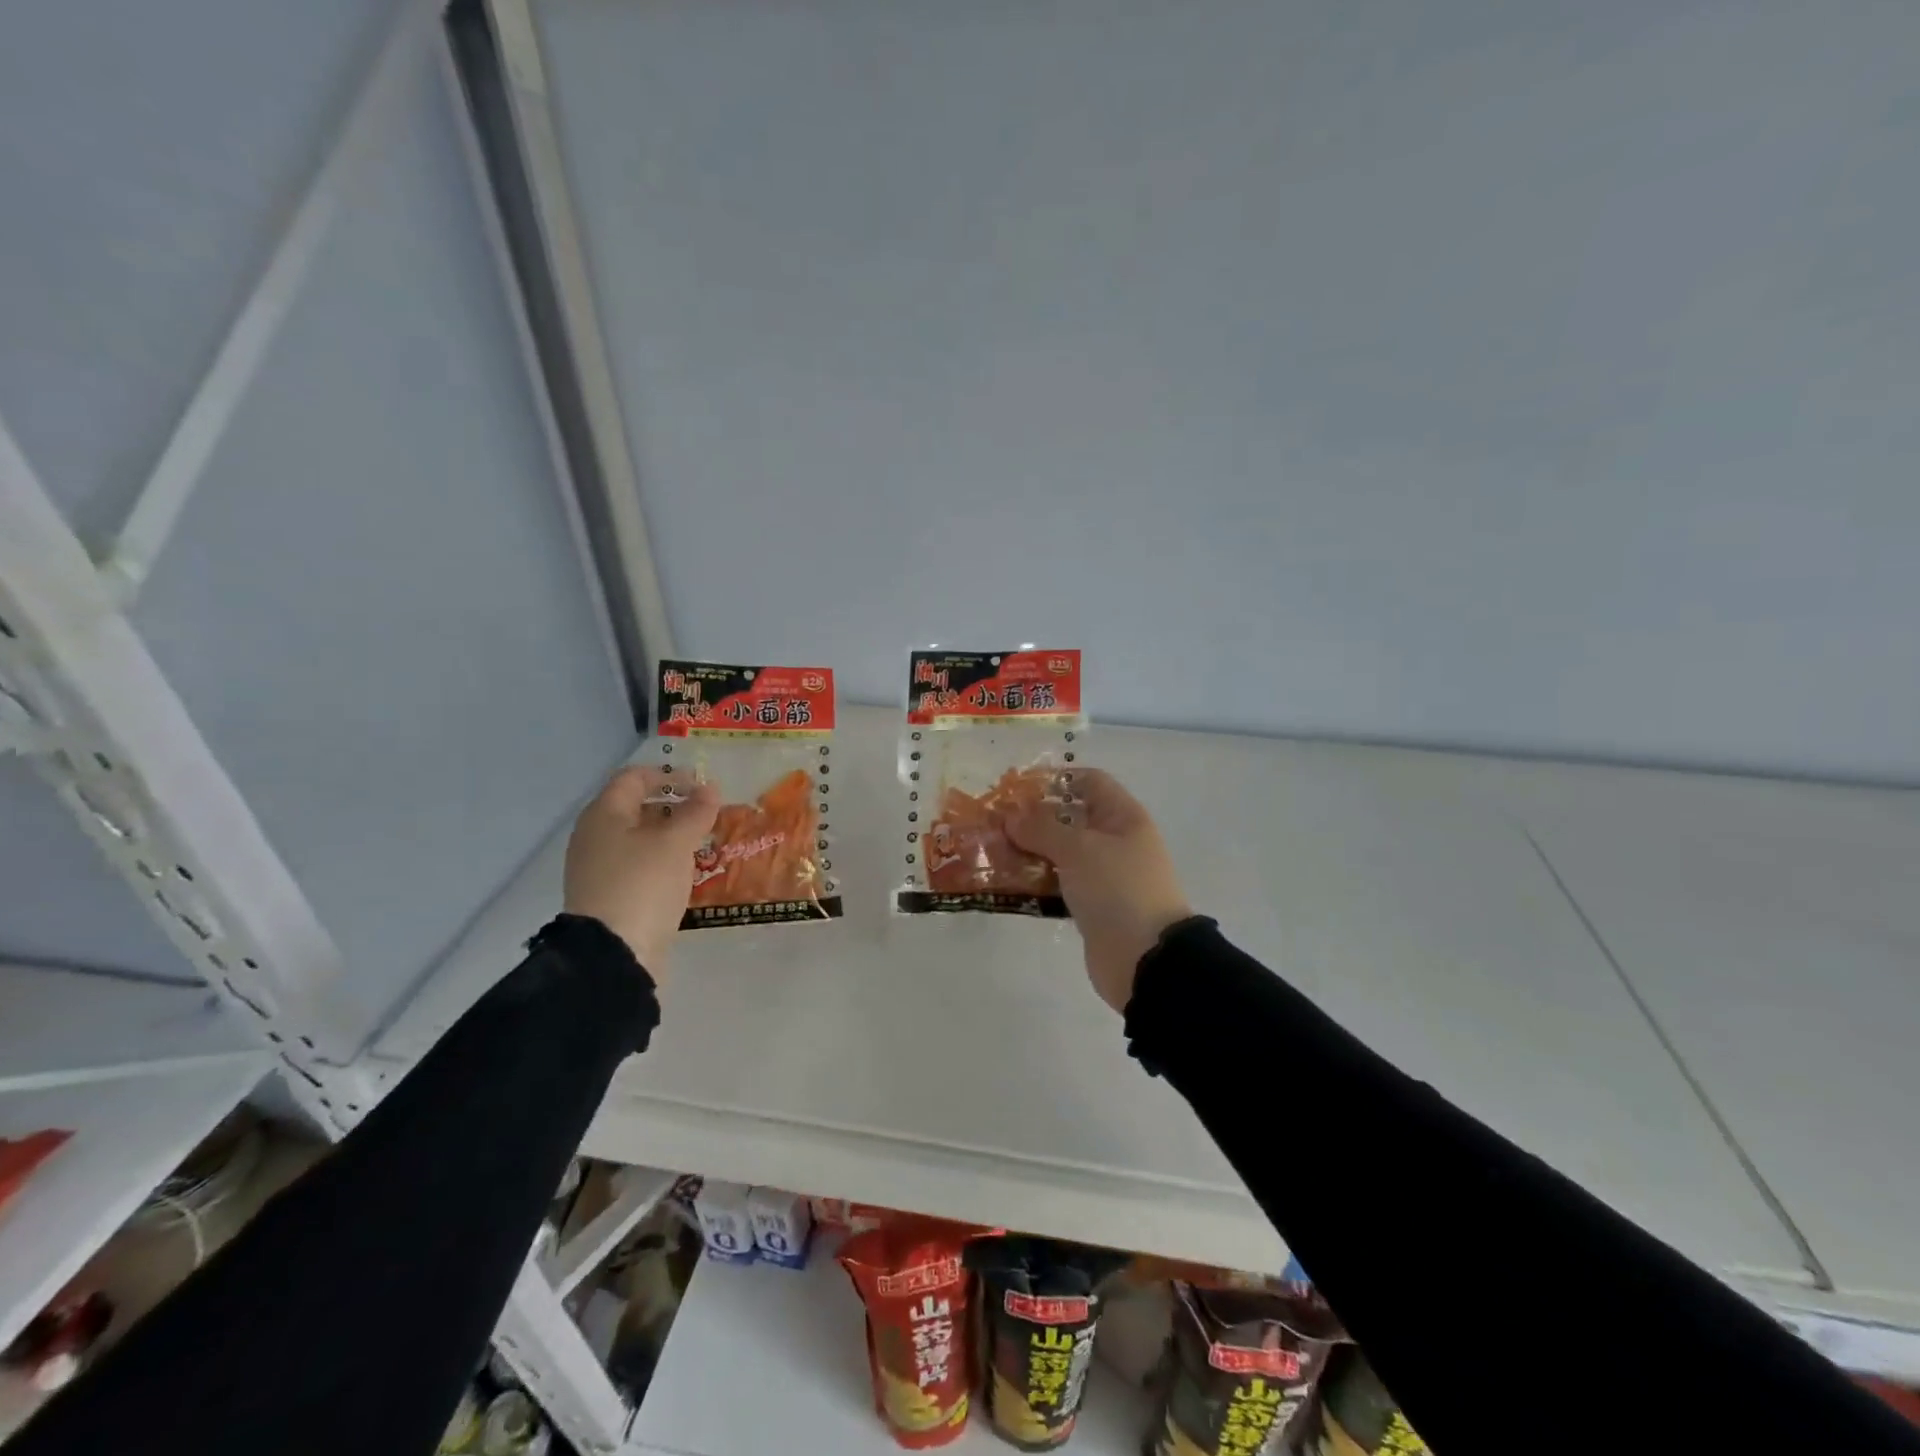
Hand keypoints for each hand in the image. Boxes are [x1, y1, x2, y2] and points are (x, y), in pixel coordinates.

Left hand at [563, 765, 719, 980]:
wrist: (613, 954)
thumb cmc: (643, 884)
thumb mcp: (676, 842)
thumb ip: (696, 811)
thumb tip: (709, 788)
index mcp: (604, 814)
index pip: (634, 778)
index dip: (668, 775)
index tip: (701, 785)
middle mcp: (595, 836)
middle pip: (635, 807)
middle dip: (673, 806)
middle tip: (708, 815)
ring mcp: (598, 868)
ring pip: (639, 838)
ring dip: (671, 835)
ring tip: (703, 843)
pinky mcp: (608, 895)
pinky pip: (638, 865)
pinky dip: (662, 860)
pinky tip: (685, 872)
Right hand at [1006, 768, 1192, 1012]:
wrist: (1146, 960)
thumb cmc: (1118, 889)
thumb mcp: (1079, 849)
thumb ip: (1041, 828)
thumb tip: (1010, 816)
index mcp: (1122, 816)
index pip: (1089, 781)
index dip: (1055, 779)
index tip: (1016, 788)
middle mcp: (1114, 840)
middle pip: (1069, 817)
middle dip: (1031, 817)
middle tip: (992, 822)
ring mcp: (1102, 875)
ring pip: (1059, 852)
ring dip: (1028, 850)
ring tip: (990, 850)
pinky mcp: (1090, 905)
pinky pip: (1058, 883)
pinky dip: (1035, 880)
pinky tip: (1005, 881)